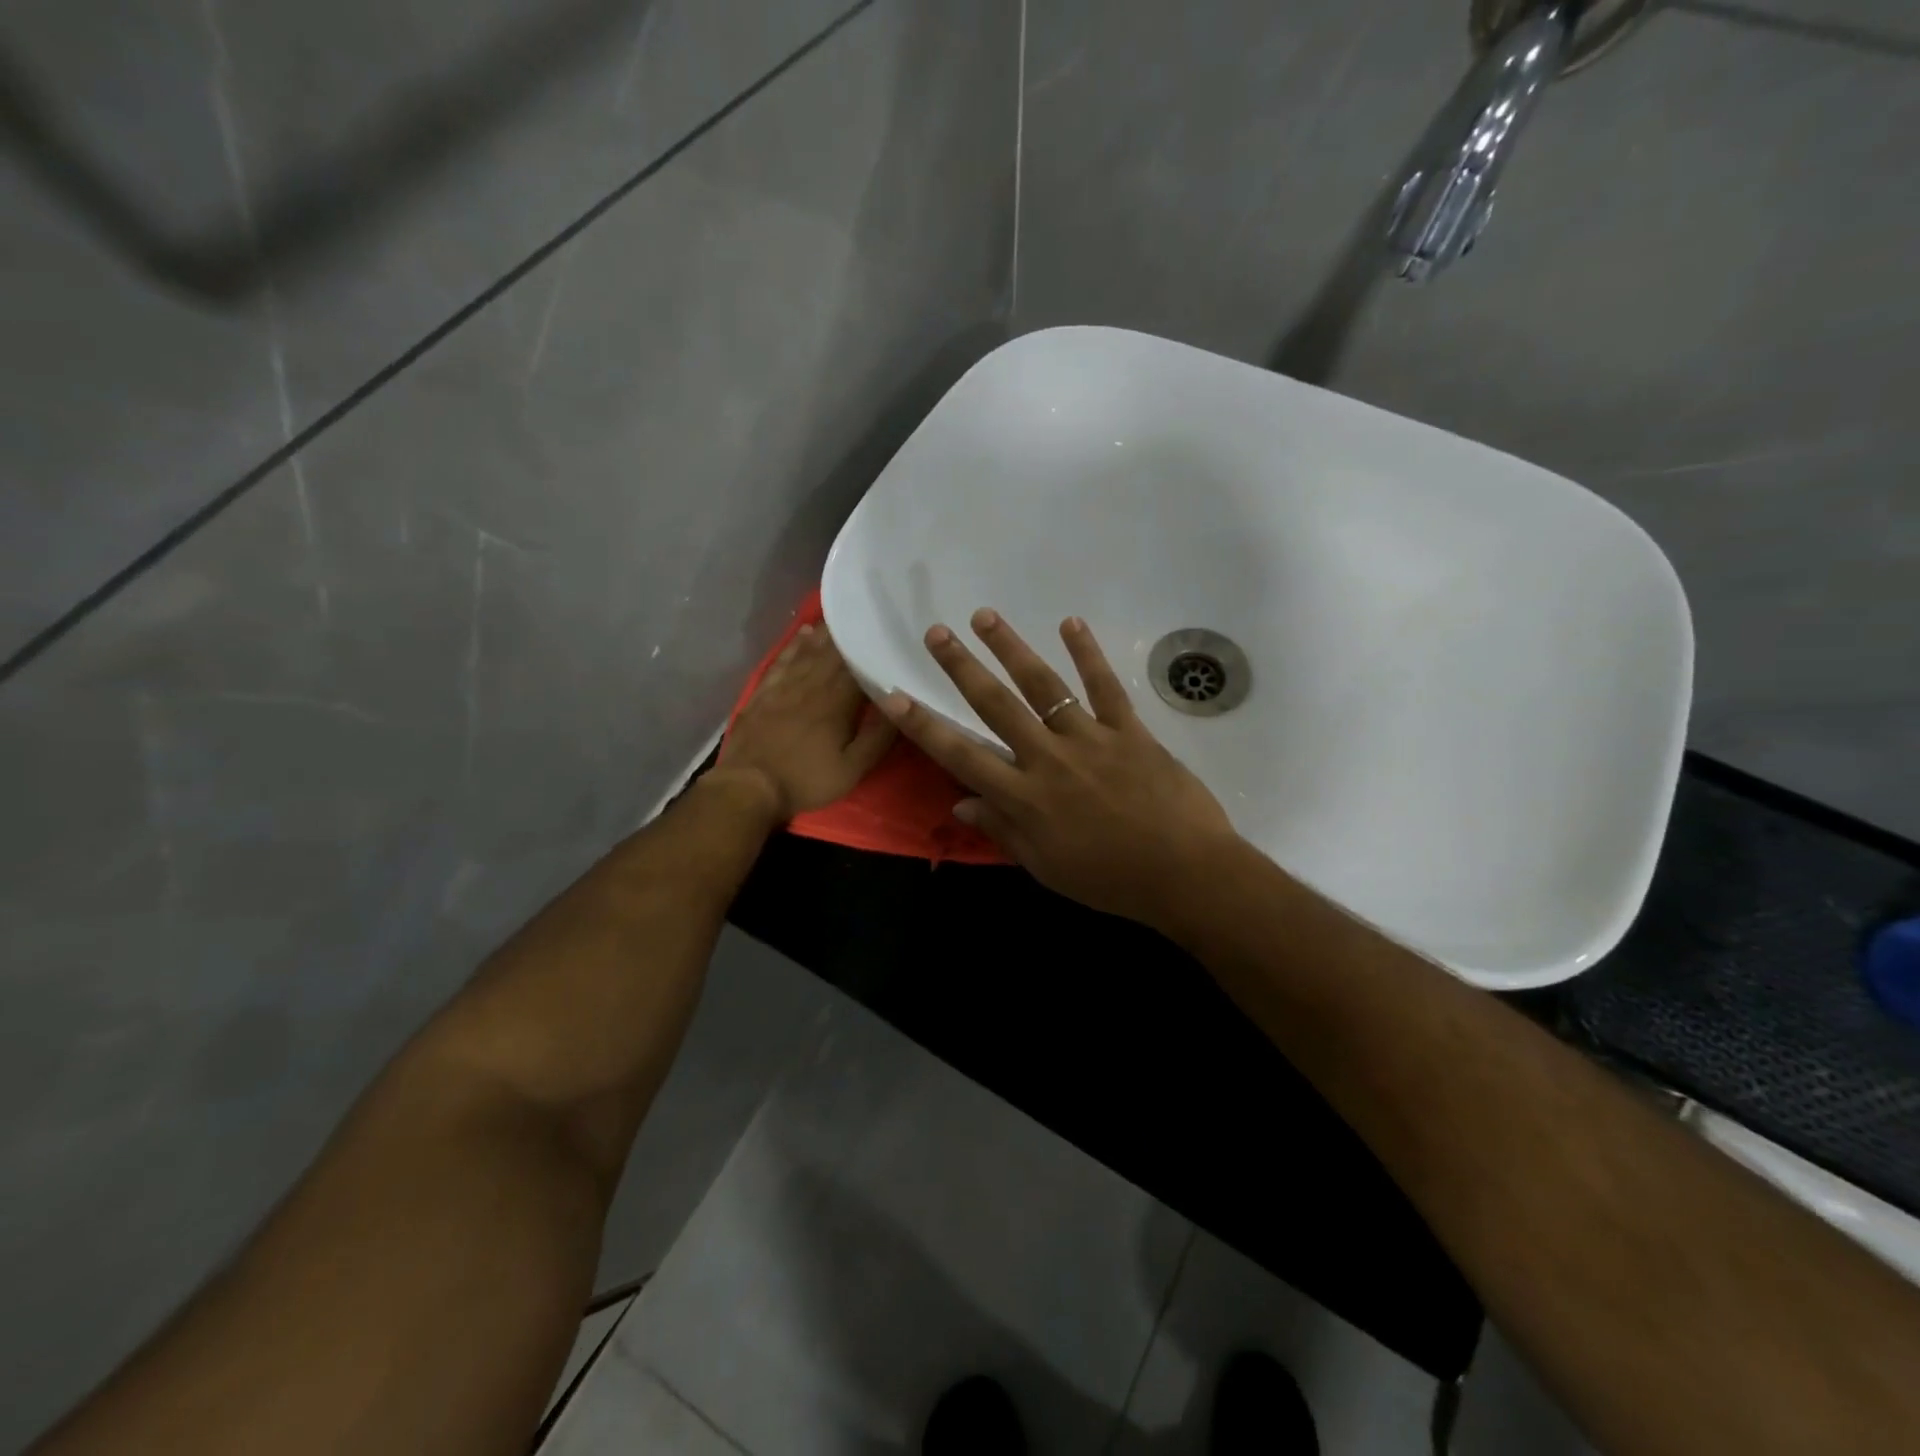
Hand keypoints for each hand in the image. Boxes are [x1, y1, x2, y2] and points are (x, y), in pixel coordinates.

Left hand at [717, 624, 896, 819]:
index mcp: (837, 702)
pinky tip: (803, 634)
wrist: (749, 786)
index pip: (857, 665)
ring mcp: (784, 686)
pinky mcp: (764, 693)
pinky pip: (782, 660)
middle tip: (864, 616)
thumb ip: (878, 737)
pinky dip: (794, 645)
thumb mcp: (853, 768)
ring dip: (824, 633)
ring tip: (839, 617)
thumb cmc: (806, 779)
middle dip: (849, 634)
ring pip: (808, 651)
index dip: (871, 648)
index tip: (885, 632)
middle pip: (833, 653)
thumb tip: (899, 705)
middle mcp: (811, 685)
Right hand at [878, 609, 1239, 928]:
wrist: (1185, 874)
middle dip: (962, 668)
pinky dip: (1087, 654)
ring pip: (1043, 686)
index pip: (961, 756)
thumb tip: (960, 804)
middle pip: (996, 706)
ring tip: (986, 617)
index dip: (924, 726)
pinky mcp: (1129, 731)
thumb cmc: (1110, 879)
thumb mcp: (1046, 867)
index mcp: (1025, 798)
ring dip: (1011, 649)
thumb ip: (1003, 831)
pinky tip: (1070, 624)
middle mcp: (1048, 759)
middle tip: (937, 633)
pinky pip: (1105, 687)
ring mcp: (1090, 739)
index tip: (894, 696)